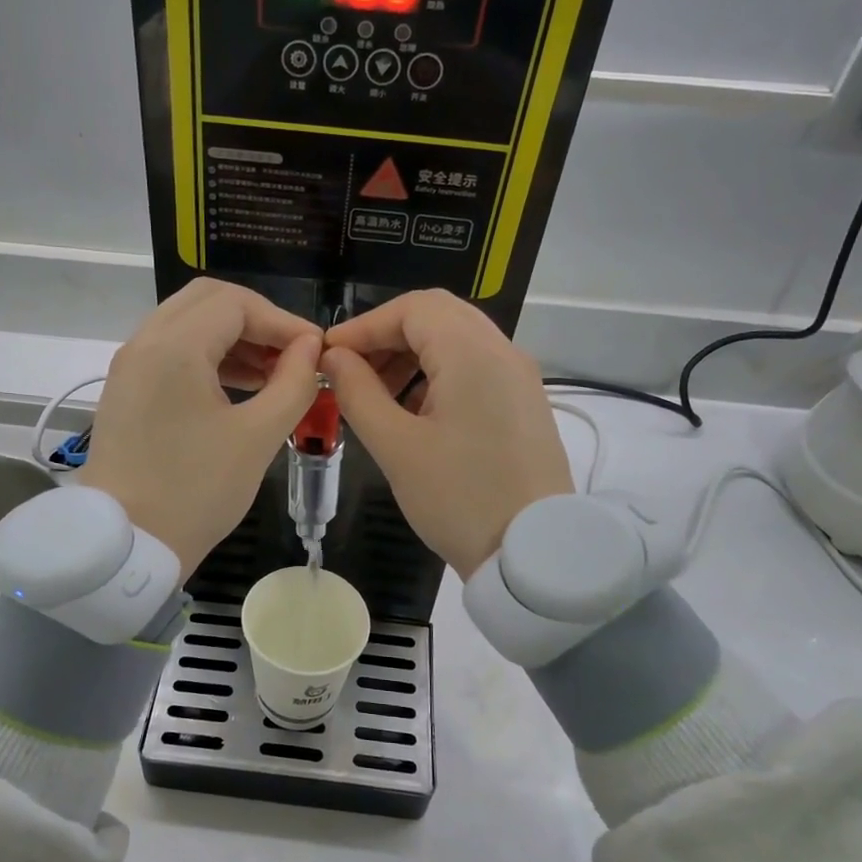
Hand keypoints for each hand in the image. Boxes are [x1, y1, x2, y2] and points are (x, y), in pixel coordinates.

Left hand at [77, 278, 321, 578]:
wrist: (127, 545)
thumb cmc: (196, 491)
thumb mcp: (257, 437)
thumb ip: (293, 383)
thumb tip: (310, 348)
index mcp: (174, 347)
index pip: (237, 304)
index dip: (283, 321)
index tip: (315, 351)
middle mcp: (144, 343)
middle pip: (207, 301)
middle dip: (256, 321)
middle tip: (291, 354)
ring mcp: (129, 366)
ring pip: (187, 324)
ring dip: (232, 338)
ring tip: (272, 374)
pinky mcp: (126, 390)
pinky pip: (170, 351)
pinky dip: (207, 356)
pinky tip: (238, 388)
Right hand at [323, 290, 572, 579]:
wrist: (533, 553)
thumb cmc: (458, 498)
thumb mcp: (396, 447)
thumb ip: (358, 392)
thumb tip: (333, 358)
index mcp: (473, 353)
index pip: (412, 309)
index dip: (363, 325)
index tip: (328, 355)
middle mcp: (503, 351)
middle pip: (437, 315)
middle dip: (387, 336)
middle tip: (351, 370)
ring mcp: (520, 377)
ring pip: (458, 340)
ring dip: (412, 355)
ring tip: (377, 395)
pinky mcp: (525, 403)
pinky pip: (476, 367)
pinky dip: (439, 374)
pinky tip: (415, 412)